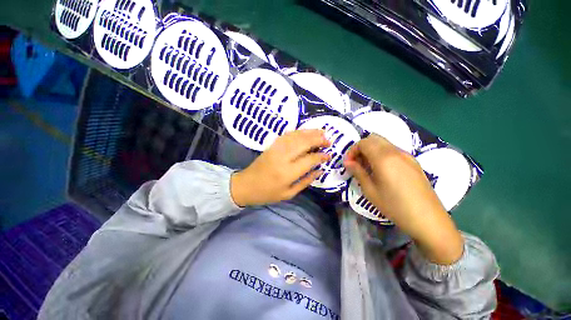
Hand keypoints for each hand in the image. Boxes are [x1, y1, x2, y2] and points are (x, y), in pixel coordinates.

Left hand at [230, 130, 330, 206]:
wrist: (245, 185)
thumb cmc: (267, 193)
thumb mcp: (288, 194)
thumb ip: (306, 181)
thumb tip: (320, 170)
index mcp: (287, 173)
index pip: (309, 159)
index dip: (321, 156)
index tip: (329, 156)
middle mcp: (282, 158)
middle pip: (303, 143)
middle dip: (318, 139)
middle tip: (329, 140)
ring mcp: (276, 150)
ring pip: (295, 136)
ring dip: (310, 132)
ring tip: (322, 132)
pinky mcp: (271, 146)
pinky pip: (287, 135)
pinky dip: (298, 132)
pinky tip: (306, 132)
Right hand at [344, 134, 463, 264]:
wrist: (426, 215)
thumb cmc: (396, 207)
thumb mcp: (373, 193)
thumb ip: (360, 174)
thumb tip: (349, 163)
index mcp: (383, 157)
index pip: (363, 142)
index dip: (352, 151)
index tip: (348, 165)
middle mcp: (395, 150)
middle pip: (375, 138)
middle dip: (363, 148)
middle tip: (358, 166)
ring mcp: (407, 155)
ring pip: (386, 144)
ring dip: (375, 151)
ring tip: (371, 171)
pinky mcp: (414, 162)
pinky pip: (396, 152)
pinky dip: (386, 156)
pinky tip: (387, 174)